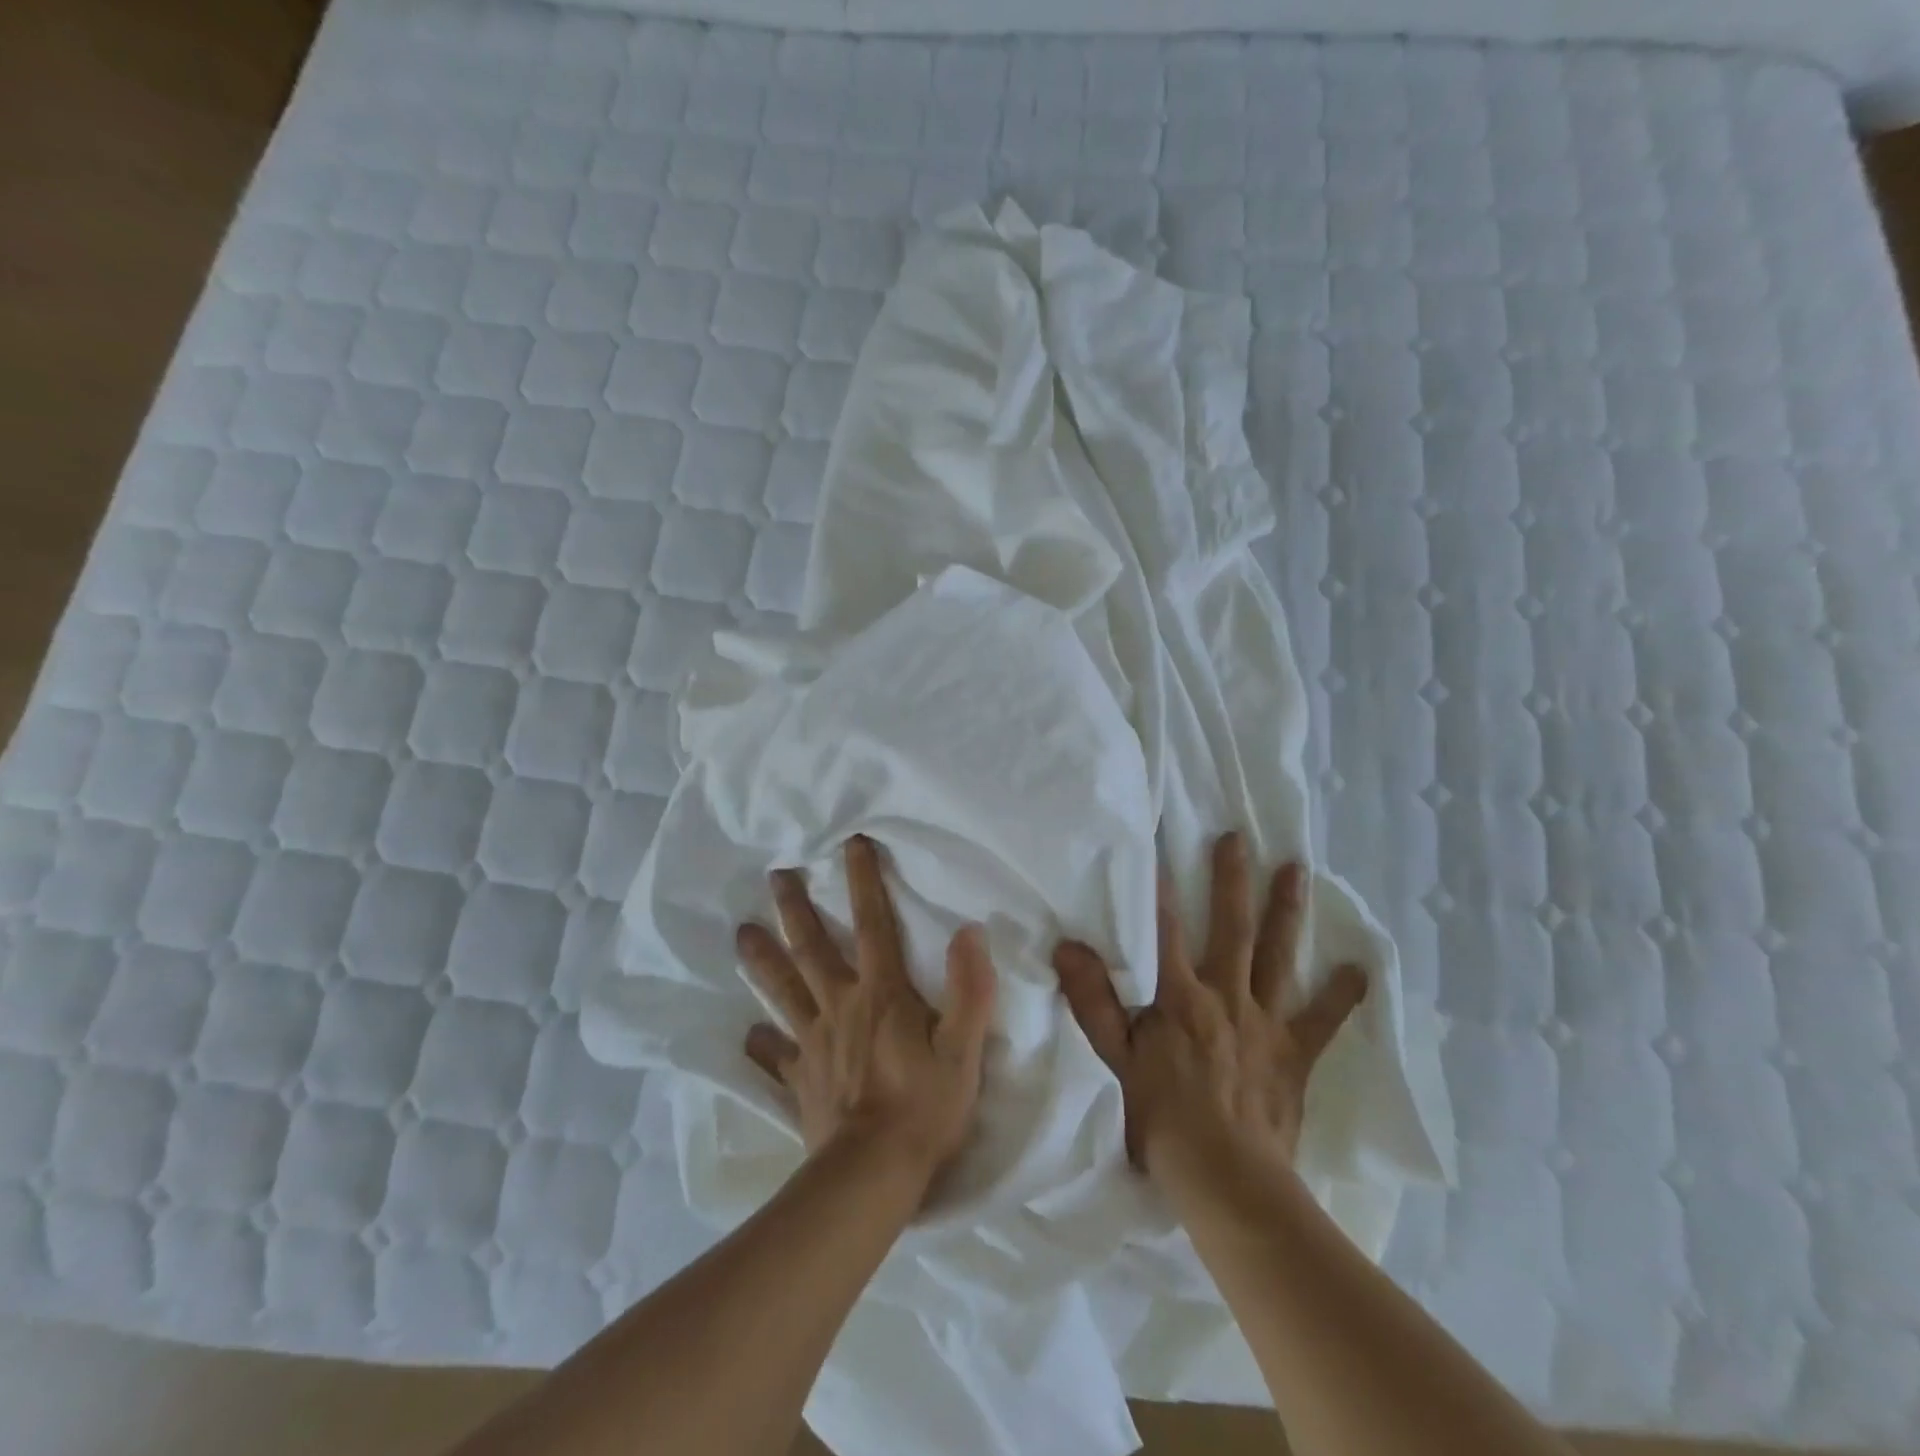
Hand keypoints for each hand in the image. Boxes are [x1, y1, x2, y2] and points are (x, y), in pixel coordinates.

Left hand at [736, 836, 997, 1190]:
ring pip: (784, 990)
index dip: (863, 880)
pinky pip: (776, 1056)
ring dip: (764, 960)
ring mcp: (814, 1042)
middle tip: (775, 875)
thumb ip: (970, 989)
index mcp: (882, 993)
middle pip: (813, 948)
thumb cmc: (925, 1107)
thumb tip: (970, 931)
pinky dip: (762, 1045)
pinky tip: (747, 1036)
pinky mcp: (801, 1078)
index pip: (874, 923)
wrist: (873, 1175)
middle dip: (795, 908)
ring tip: (742, 933)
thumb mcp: (963, 1049)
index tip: (851, 843)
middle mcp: (841, 1005)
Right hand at [1052, 832, 1366, 1175]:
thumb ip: (1094, 1001)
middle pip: (1231, 928)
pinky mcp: (1296, 1053)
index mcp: (1181, 997)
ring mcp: (1267, 1022)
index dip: (1159, 886)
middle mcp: (1228, 996)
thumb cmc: (1163, 1119)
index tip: (1158, 842)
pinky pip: (1323, 1020)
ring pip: (1278, 956)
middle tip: (1238, 838)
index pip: (1165, 930)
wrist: (1229, 1181)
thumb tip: (1067, 946)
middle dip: (1232, 881)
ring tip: (1296, 870)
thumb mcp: (1116, 1059)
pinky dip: (1341, 994)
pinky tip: (1359, 968)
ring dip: (1287, 911)